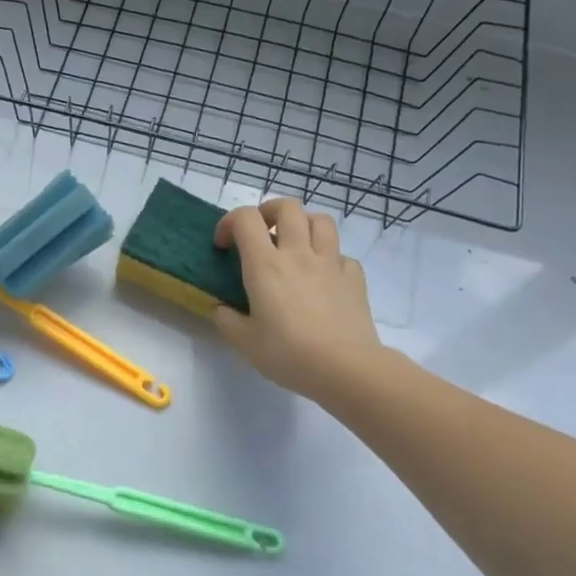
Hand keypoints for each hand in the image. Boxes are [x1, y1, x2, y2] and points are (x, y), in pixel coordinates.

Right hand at [213, 197, 384, 402]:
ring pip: (320, 220)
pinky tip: (322, 277)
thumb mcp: (244, 342)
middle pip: (287, 207)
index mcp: (265, 265)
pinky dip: (330, 258)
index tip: (224, 245)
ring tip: (294, 244)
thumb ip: (227, 320)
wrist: (345, 368)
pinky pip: (341, 254)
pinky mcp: (354, 278)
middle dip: (268, 211)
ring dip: (303, 224)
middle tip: (261, 232)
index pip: (245, 219)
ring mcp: (330, 263)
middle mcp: (298, 254)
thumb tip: (222, 309)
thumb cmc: (288, 353)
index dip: (229, 222)